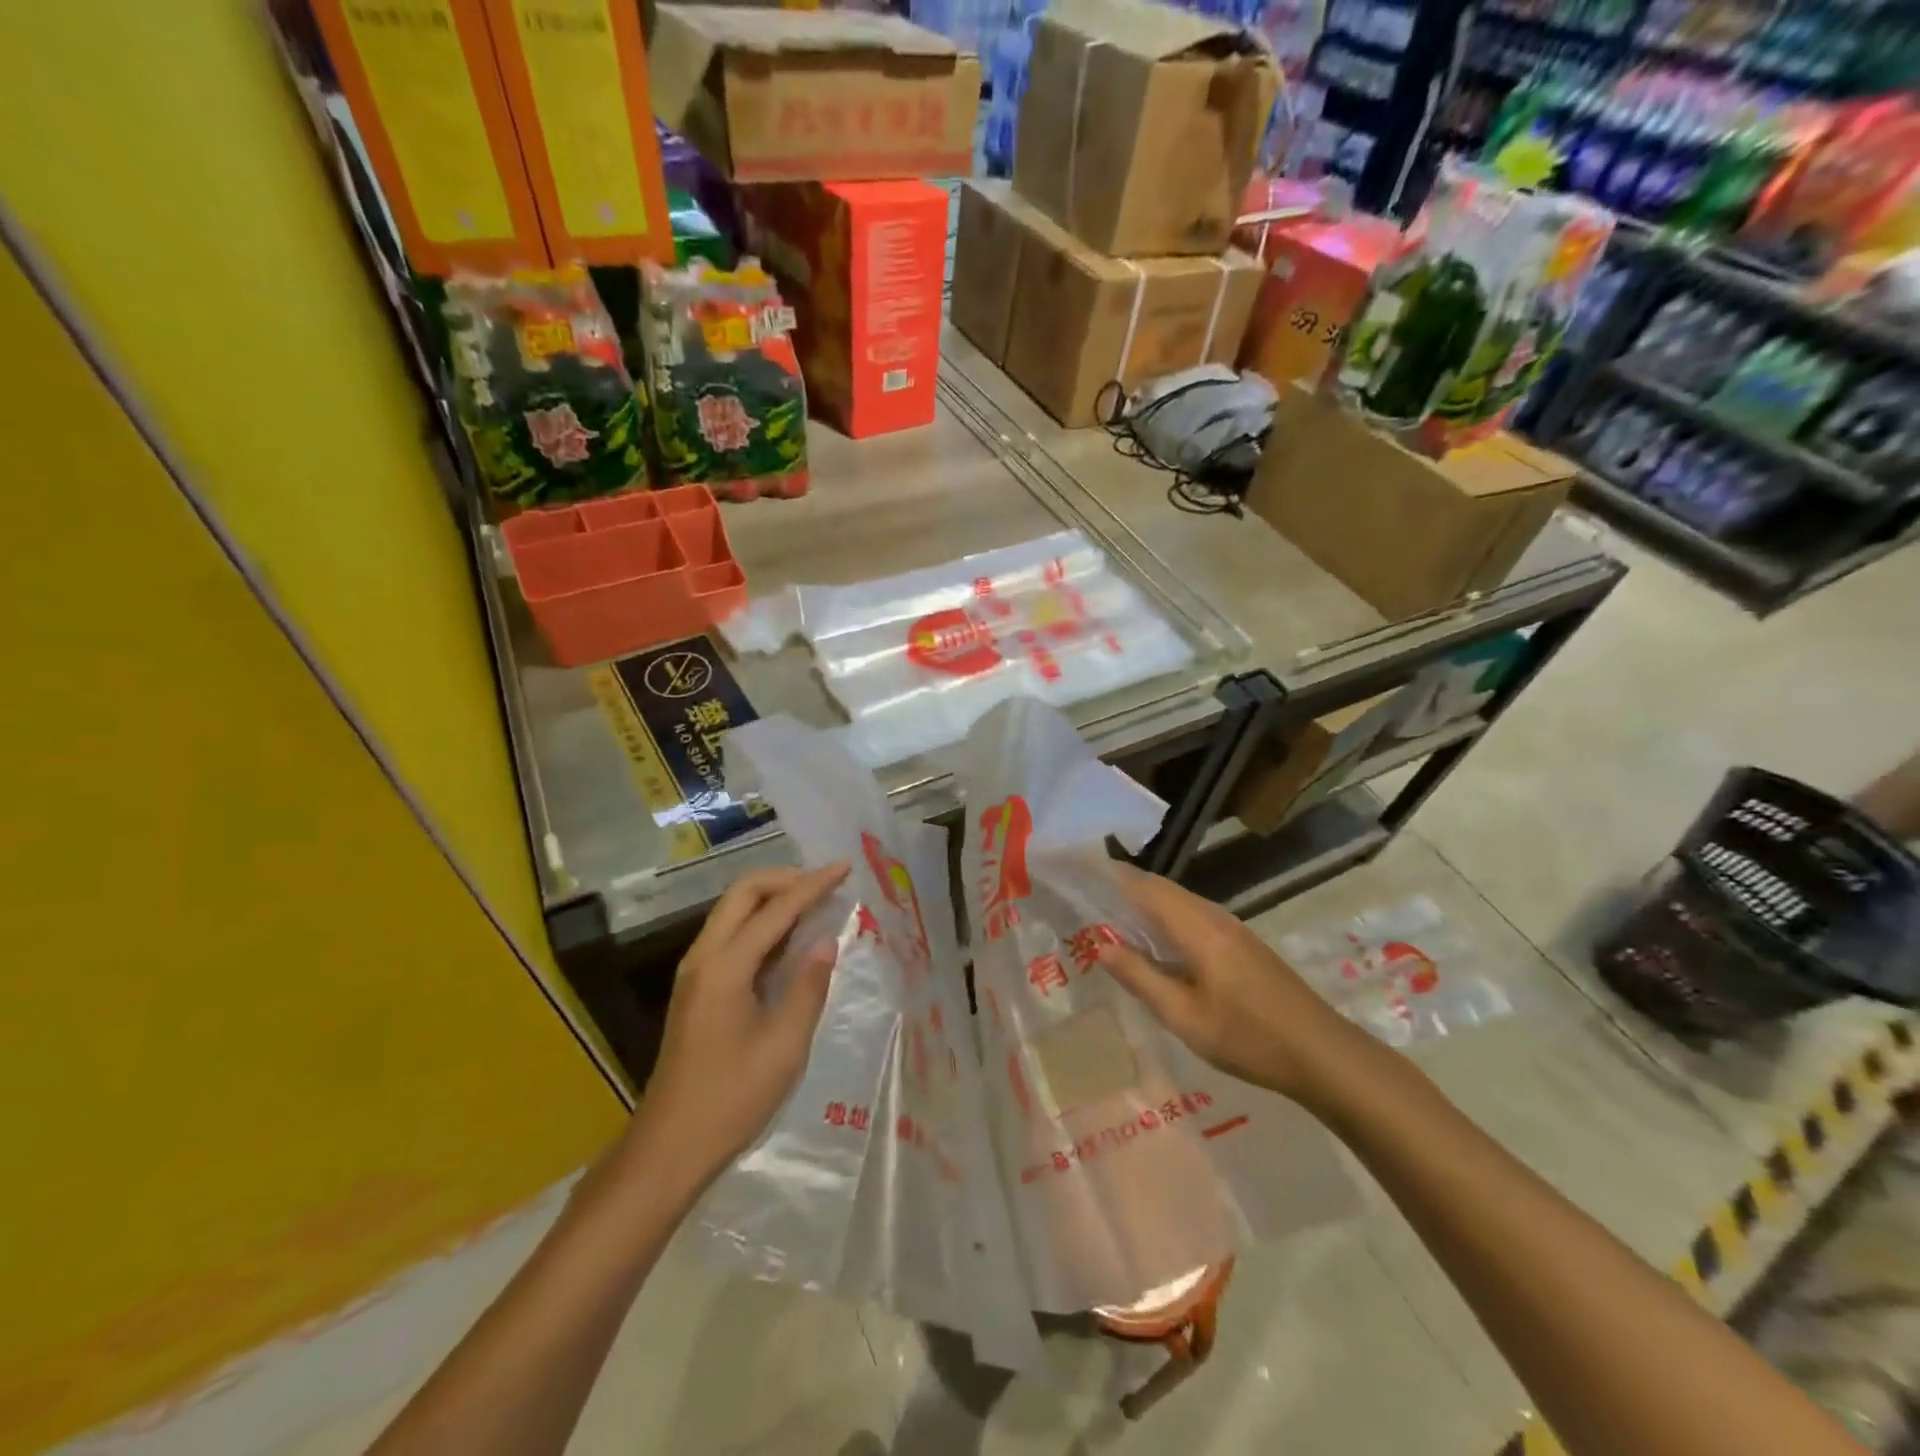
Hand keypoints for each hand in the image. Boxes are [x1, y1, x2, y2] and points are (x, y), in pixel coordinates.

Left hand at [631, 863, 850, 1185]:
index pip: (775, 909)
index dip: (813, 886)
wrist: (670, 1146)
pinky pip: (731, 935)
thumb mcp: (785, 1045)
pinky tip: (790, 937)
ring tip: (815, 901)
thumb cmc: (733, 1097)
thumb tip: (827, 942)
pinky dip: (761, 923)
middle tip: (826, 882)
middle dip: (786, 879)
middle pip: (743, 893)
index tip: (845, 868)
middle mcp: (703, 957)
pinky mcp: (697, 988)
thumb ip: (809, 986)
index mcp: (725, 967)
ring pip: (733, 911)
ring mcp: (695, 972)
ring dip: (772, 898)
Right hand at [1098, 869, 1361, 1106]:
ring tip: (1111, 915)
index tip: (1080, 871)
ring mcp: (1233, 929)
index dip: (1112, 876)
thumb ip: (1141, 978)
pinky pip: (1194, 915)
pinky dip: (1165, 917)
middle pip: (1162, 888)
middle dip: (1124, 886)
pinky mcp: (1243, 943)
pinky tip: (1156, 941)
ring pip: (1179, 901)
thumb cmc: (1248, 1038)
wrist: (1323, 1054)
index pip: (1145, 887)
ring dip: (1145, 902)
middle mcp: (1214, 917)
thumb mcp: (1184, 1017)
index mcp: (1197, 928)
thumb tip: (1101, 944)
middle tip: (1087, 895)